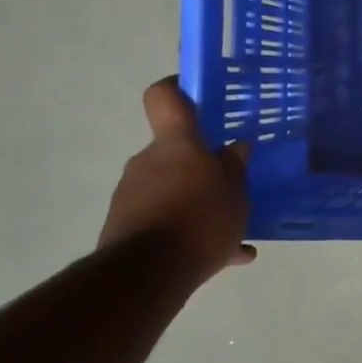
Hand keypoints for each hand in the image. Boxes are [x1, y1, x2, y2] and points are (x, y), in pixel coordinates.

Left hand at [99, 78, 255, 285]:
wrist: (147, 273)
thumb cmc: (199, 216)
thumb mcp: (235, 190)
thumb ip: (235, 166)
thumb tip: (234, 147)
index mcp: (175, 144)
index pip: (165, 97)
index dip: (178, 89)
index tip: (196, 95)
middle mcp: (147, 161)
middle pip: (174, 152)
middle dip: (201, 167)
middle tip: (230, 184)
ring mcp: (133, 196)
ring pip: (173, 190)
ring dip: (199, 204)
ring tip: (234, 231)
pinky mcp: (126, 229)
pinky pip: (166, 222)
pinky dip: (191, 235)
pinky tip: (226, 257)